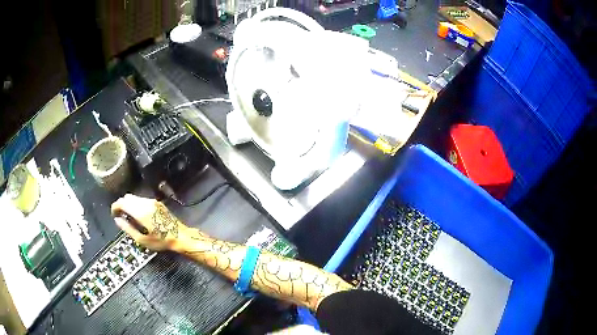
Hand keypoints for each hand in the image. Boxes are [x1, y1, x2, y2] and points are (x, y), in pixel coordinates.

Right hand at [111, 194, 186, 250]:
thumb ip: (127, 229)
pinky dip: (136, 205)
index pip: (122, 202)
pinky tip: (138, 215)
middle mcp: (146, 203)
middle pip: (127, 197)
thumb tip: (117, 221)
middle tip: (120, 216)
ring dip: (128, 204)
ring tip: (128, 217)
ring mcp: (153, 202)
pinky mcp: (157, 203)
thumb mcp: (142, 240)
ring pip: (135, 198)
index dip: (115, 207)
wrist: (180, 236)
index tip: (113, 214)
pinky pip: (142, 200)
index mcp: (141, 212)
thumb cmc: (161, 241)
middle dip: (121, 205)